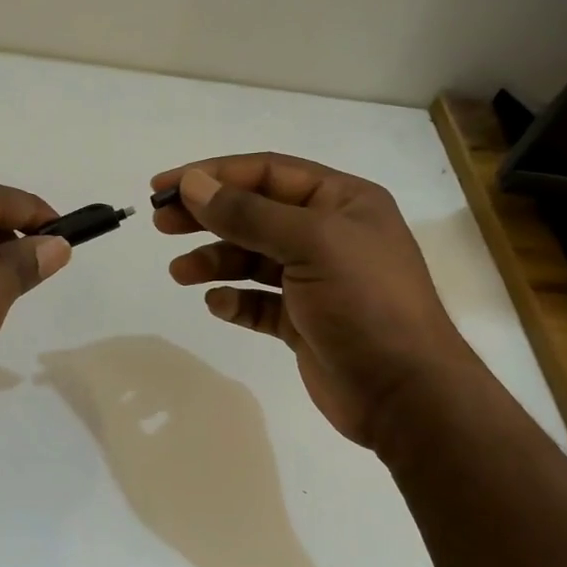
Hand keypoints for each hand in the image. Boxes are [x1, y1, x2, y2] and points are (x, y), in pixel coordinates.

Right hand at [153, 154, 467, 446]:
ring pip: (252, 259)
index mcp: (342, 202)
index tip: (165, 187)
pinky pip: (259, 302)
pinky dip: (236, 301)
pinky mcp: (304, 321)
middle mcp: (329, 234)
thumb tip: (193, 185)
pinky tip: (219, 305)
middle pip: (255, 213)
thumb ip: (248, 214)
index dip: (213, 175)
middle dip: (208, 216)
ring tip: (180, 273)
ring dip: (215, 261)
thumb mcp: (310, 244)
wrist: (405, 393)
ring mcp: (316, 280)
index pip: (267, 173)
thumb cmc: (365, 304)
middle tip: (161, 225)